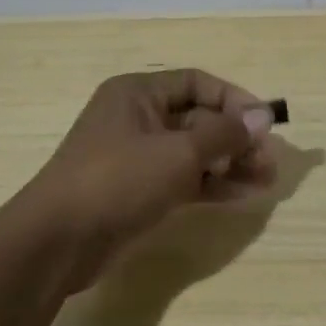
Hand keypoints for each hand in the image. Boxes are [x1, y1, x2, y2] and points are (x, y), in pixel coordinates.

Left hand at [21, 69, 277, 286]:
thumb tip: (264, 117)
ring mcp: (138, 157)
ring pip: (195, 152)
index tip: (264, 125)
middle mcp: (138, 118)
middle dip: (237, 138)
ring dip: (231, 164)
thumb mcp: (179, 152)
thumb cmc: (118, 180)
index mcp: (138, 93)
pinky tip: (243, 196)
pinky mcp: (139, 191)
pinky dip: (212, 185)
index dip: (235, 100)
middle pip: (200, 118)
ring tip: (266, 181)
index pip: (198, 83)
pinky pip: (185, 179)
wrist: (56, 243)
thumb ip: (225, 134)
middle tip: (269, 161)